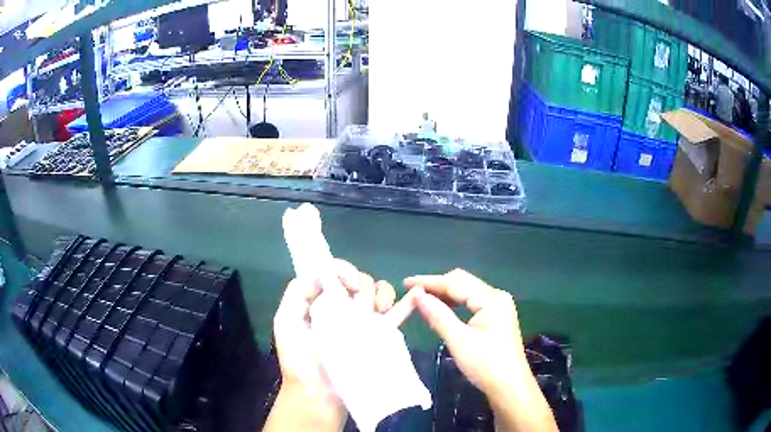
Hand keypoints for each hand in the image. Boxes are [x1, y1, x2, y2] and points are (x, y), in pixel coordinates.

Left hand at [265, 260, 404, 431]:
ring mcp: (363, 322)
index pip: (336, 273)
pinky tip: (415, 295)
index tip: (349, 286)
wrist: (319, 395)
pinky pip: (396, 316)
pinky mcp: (378, 337)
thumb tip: (325, 273)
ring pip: (378, 294)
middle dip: (362, 287)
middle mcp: (342, 308)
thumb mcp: (286, 322)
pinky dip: (406, 303)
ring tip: (379, 312)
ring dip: (382, 295)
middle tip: (360, 308)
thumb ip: (298, 292)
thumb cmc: (299, 360)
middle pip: (360, 281)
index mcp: (320, 301)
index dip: (345, 271)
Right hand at [404, 269, 557, 431]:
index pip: (455, 282)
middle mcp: (496, 296)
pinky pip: (472, 302)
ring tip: (422, 300)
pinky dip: (454, 304)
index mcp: (491, 299)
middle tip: (412, 293)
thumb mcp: (459, 341)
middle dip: (437, 286)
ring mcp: (498, 306)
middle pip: (463, 282)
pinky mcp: (496, 316)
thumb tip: (416, 294)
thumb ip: (438, 315)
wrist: (509, 386)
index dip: (429, 282)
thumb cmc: (485, 365)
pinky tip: (441, 310)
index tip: (406, 283)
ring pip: (467, 292)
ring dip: (445, 294)